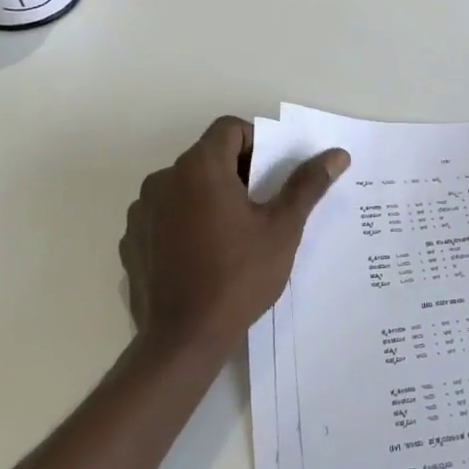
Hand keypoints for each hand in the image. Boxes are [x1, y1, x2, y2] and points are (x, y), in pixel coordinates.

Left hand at [120, 117, 349, 361]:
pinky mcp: (132, 241)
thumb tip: (337, 154)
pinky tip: (201, 256)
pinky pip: (164, 216)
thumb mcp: (283, 228)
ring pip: (184, 187)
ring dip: (208, 198)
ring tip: (231, 236)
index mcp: (199, 168)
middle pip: (206, 157)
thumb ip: (307, 185)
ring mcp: (142, 211)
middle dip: (235, 174)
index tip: (271, 177)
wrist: (183, 339)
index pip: (229, 128)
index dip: (256, 143)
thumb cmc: (239, 275)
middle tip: (260, 209)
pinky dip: (183, 223)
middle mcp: (163, 179)